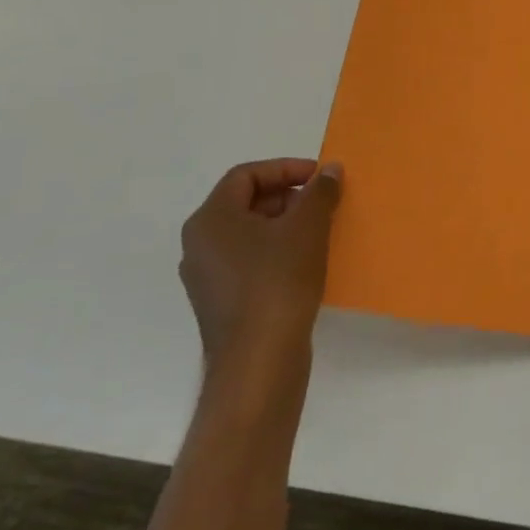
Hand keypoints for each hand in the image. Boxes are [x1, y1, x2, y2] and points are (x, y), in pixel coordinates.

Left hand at [179, 158, 342, 368]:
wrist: (259, 361)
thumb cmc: (279, 281)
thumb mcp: (308, 227)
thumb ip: (320, 191)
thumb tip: (330, 170)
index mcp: (211, 220)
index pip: (246, 175)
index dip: (285, 168)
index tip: (319, 177)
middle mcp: (199, 245)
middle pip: (245, 202)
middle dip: (288, 195)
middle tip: (323, 202)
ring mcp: (207, 276)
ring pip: (249, 232)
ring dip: (285, 223)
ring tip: (320, 229)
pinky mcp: (221, 302)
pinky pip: (249, 260)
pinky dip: (277, 250)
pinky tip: (305, 261)